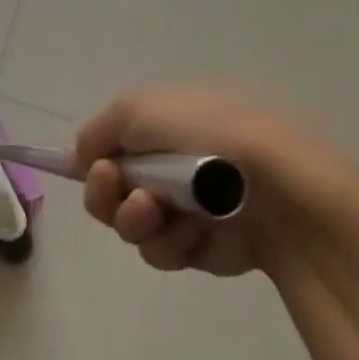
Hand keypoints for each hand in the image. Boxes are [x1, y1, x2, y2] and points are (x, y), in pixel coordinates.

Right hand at [75, 87, 358, 276]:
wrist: (277, 188)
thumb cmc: (206, 136)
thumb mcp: (139, 109)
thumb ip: (98, 131)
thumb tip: (81, 158)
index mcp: (161, 129)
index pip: (109, 148)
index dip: (92, 161)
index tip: (90, 168)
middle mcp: (168, 168)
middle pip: (109, 194)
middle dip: (104, 194)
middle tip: (115, 187)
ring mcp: (184, 209)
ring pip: (130, 226)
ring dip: (134, 219)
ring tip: (156, 210)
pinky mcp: (200, 247)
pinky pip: (162, 250)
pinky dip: (172, 240)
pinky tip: (195, 230)